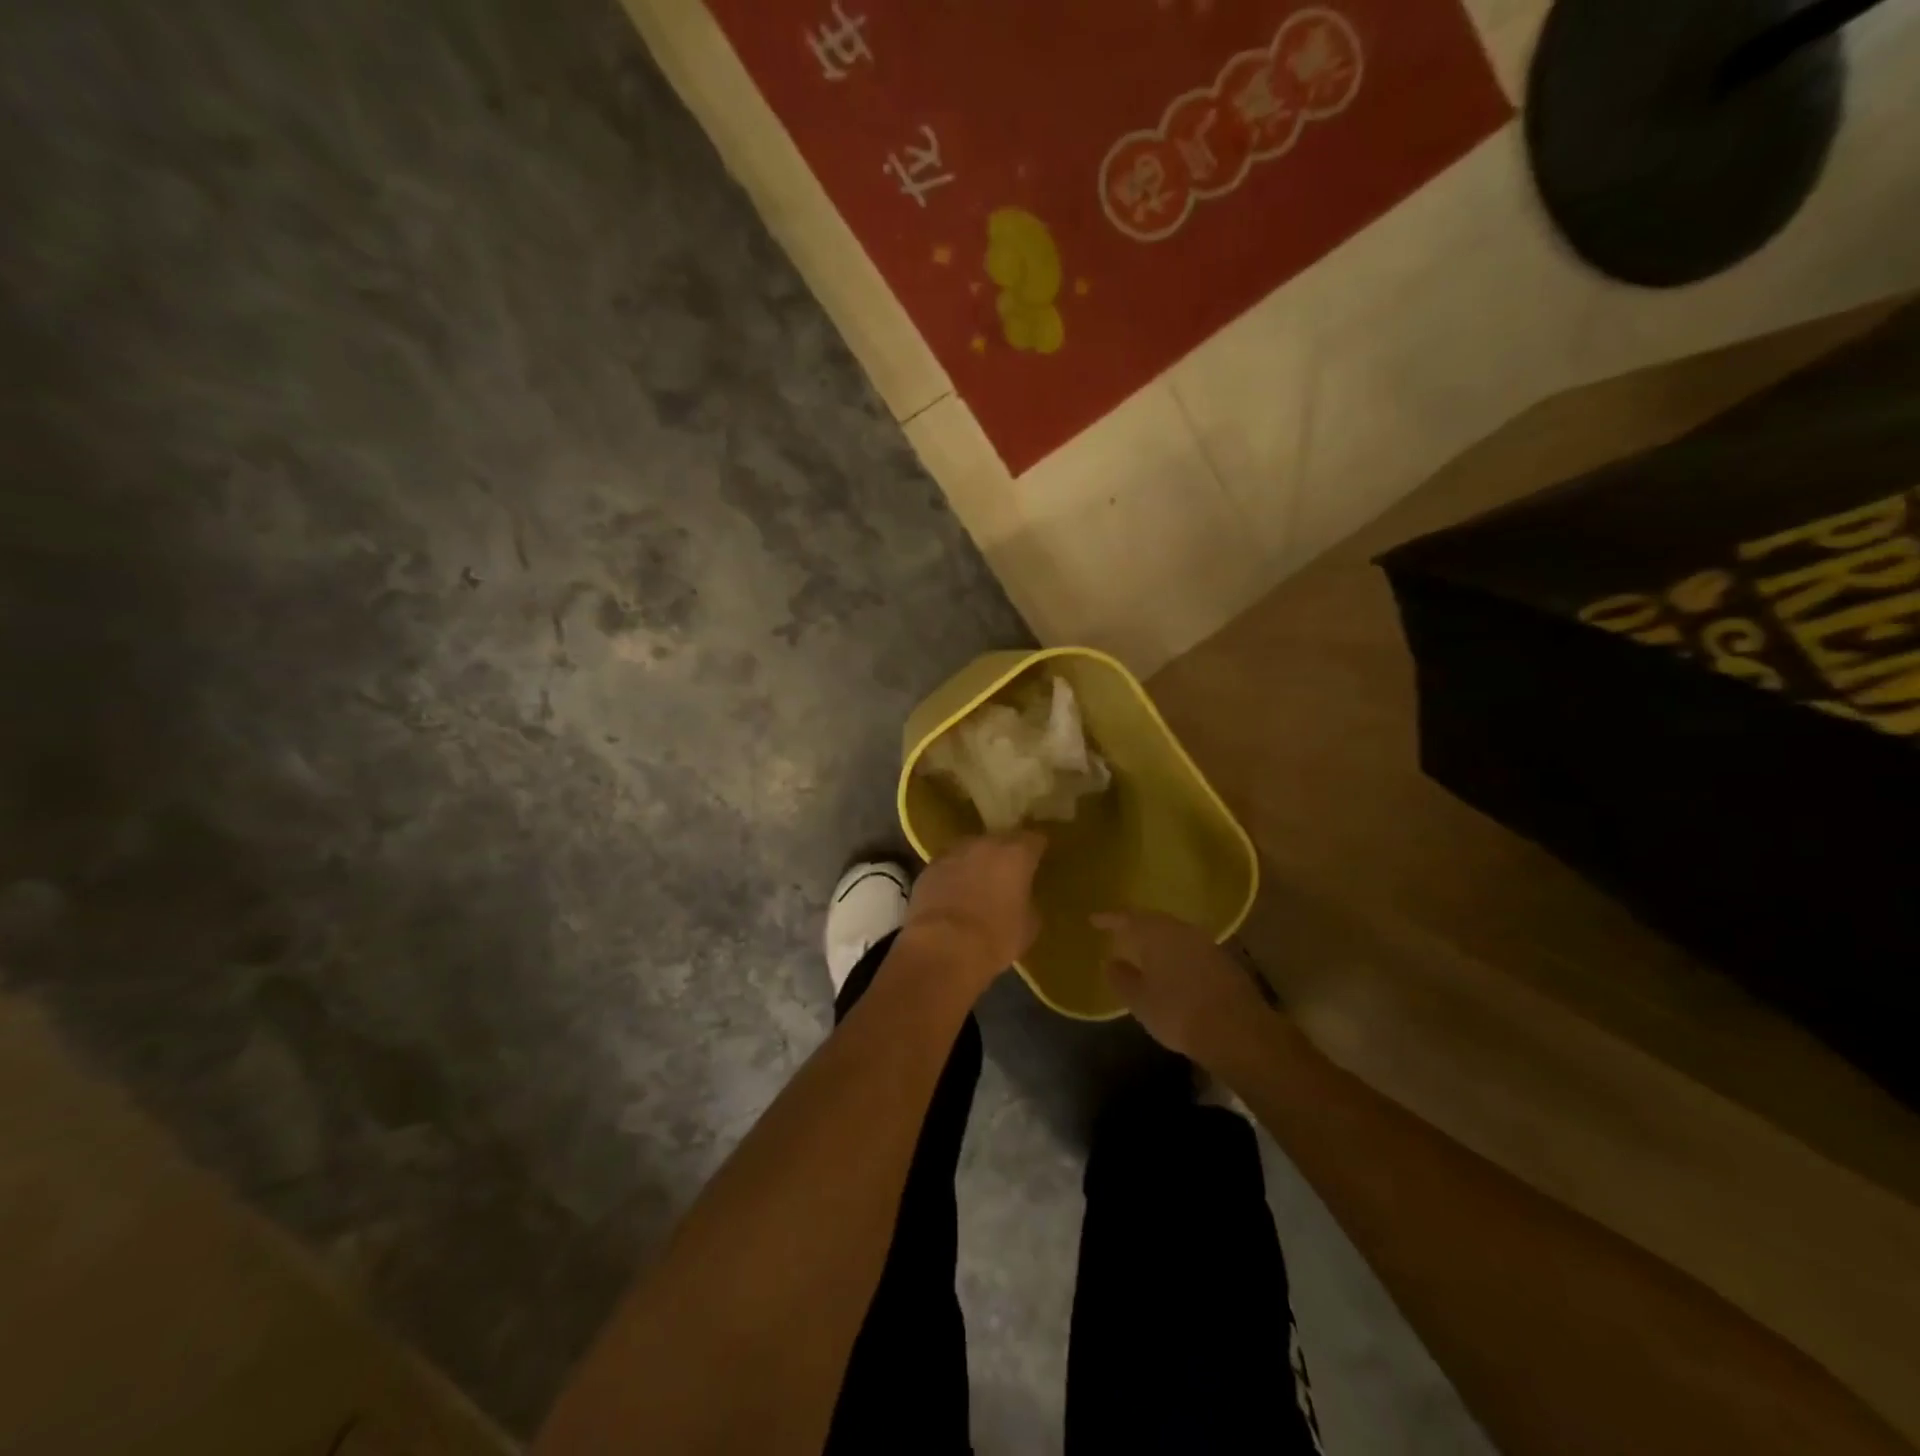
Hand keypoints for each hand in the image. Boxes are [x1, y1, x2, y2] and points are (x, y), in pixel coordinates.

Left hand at [900, 832, 1045, 989]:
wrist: (942, 948)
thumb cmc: (995, 938)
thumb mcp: (1028, 925)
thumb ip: (1028, 901)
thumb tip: (1021, 897)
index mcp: (1015, 854)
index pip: (1034, 838)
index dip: (1037, 848)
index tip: (1039, 858)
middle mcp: (984, 844)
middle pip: (1000, 841)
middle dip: (1005, 855)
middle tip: (1008, 875)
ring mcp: (953, 852)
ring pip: (970, 850)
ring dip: (976, 863)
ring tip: (978, 884)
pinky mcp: (928, 868)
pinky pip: (948, 866)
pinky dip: (953, 876)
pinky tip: (953, 895)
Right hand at [1094, 910, 1270, 1064]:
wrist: (1237, 1031)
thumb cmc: (1178, 1012)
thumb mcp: (1140, 1000)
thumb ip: (1121, 978)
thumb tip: (1111, 961)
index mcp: (1157, 933)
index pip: (1127, 918)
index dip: (1109, 919)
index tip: (1094, 920)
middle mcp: (1182, 930)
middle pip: (1153, 920)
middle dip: (1135, 925)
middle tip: (1119, 932)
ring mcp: (1206, 943)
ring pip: (1174, 933)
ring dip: (1158, 938)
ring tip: (1144, 949)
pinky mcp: (1224, 960)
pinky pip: (1190, 947)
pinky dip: (1176, 952)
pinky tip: (1172, 967)